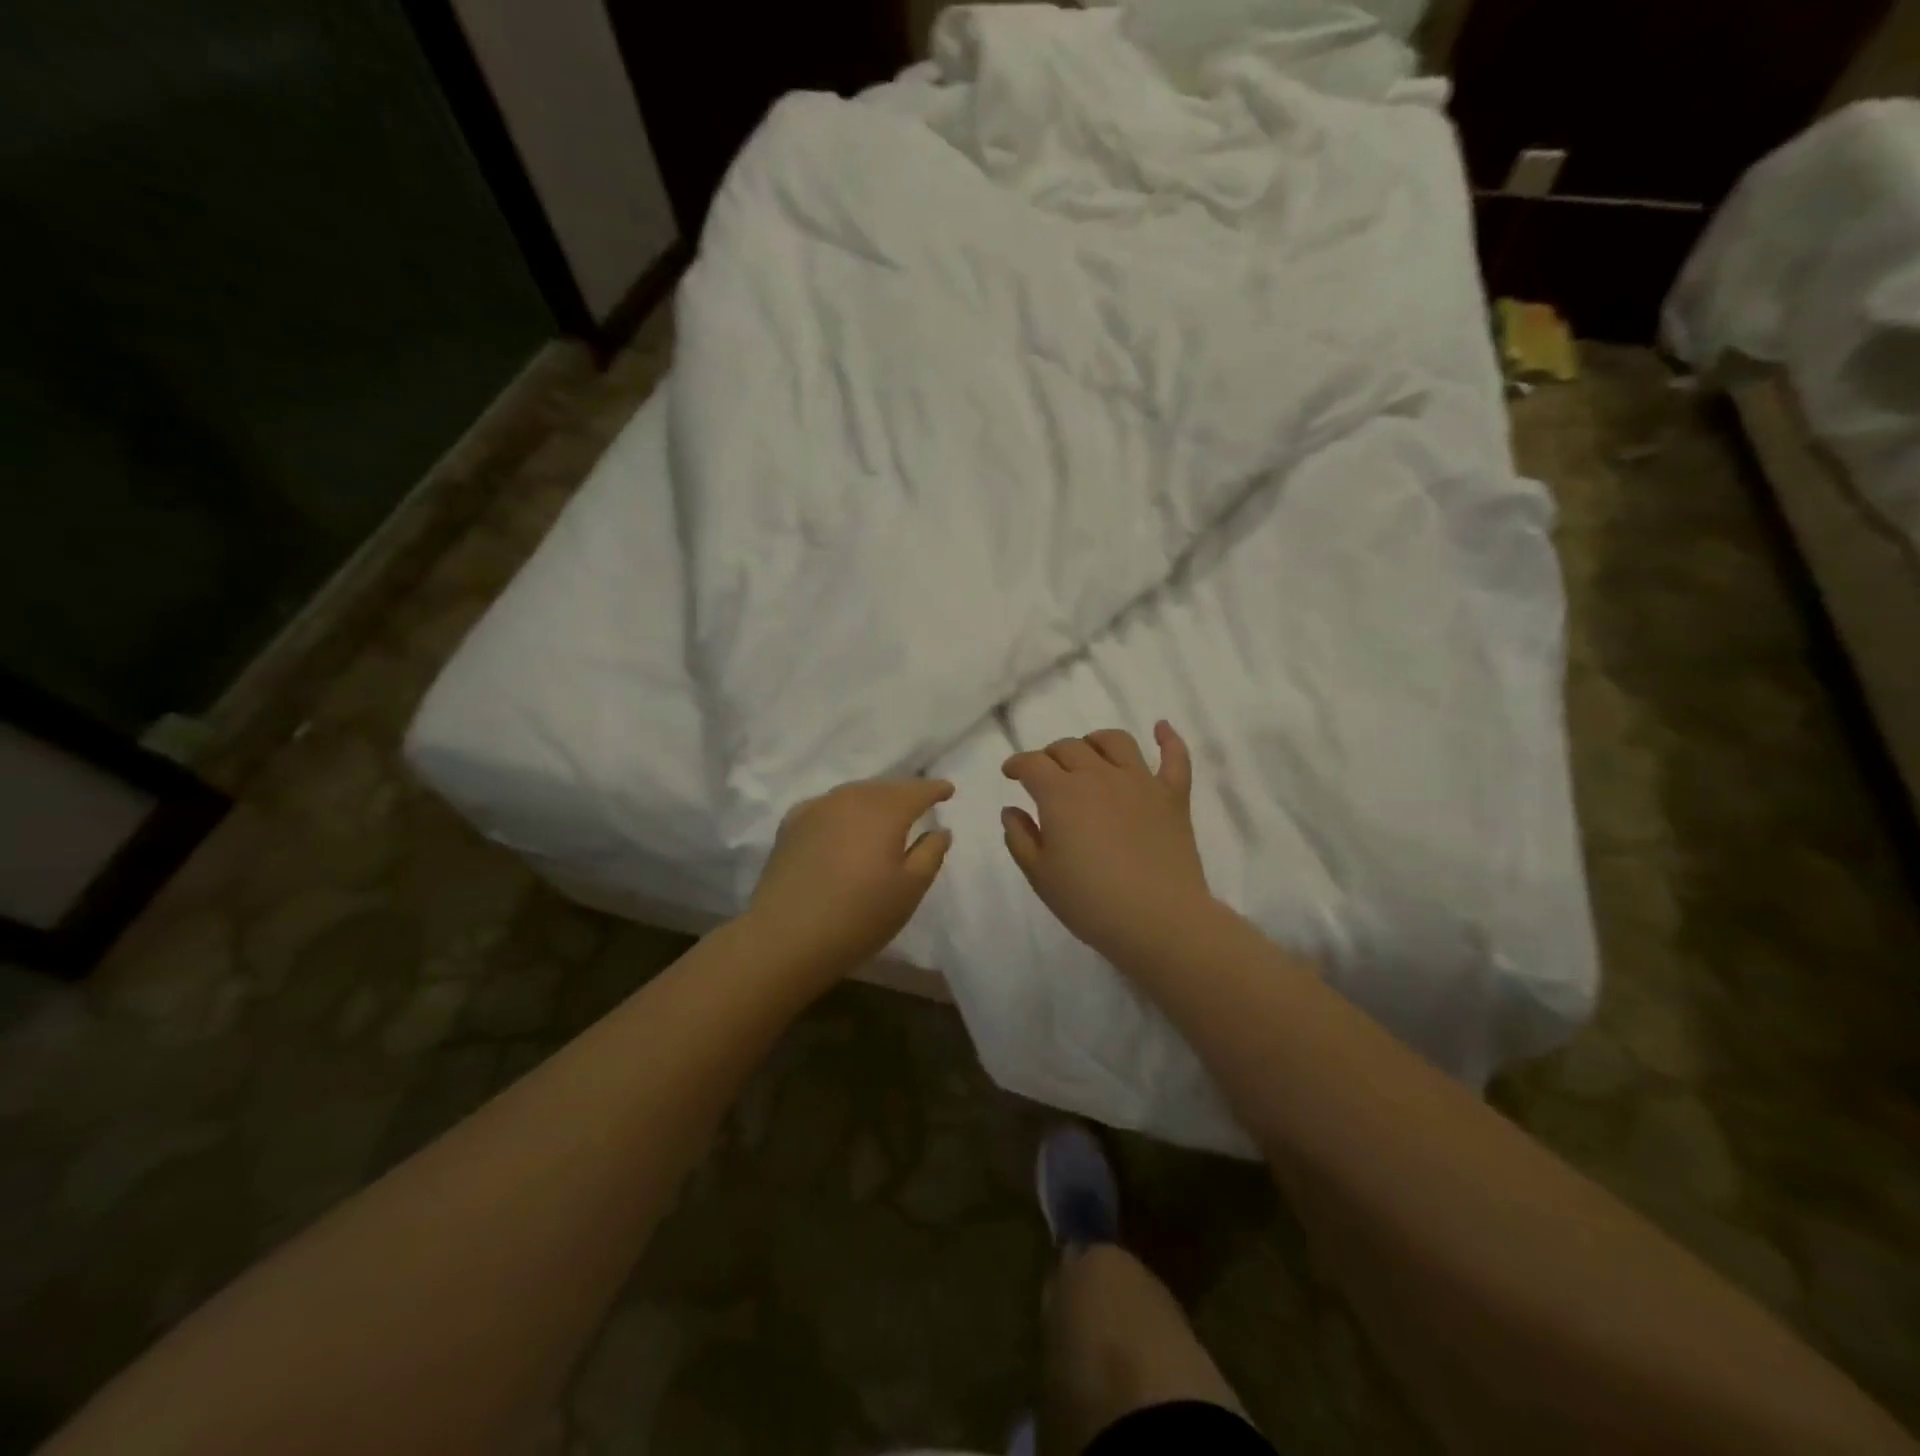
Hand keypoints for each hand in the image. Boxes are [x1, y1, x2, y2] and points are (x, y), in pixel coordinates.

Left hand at [746, 778, 953, 979]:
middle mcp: (850, 798)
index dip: (935, 788)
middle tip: (918, 804)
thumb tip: (939, 829)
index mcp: (885, 810)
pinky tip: (844, 826)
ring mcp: (817, 808)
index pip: (917, 790)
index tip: (948, 791)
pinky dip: (843, 811)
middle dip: (904, 793)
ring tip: (884, 815)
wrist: (786, 937)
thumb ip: (930, 853)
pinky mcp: (791, 824)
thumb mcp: (910, 889)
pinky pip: (828, 807)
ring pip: (854, 794)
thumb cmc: (860, 916)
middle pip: (885, 788)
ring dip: (873, 801)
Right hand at [1001, 723, 1213, 965]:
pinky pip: (1174, 757)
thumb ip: (1020, 838)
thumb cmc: (1090, 903)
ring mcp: (1140, 782)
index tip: (1010, 773)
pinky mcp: (1173, 796)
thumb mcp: (1040, 876)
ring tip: (1090, 753)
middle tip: (1046, 774)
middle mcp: (1099, 776)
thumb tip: (1012, 810)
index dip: (1017, 764)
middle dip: (1051, 755)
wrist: (1158, 920)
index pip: (1032, 764)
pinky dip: (1168, 739)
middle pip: (1069, 748)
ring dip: (1095, 741)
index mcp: (1061, 794)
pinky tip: (1161, 728)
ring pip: (1115, 742)